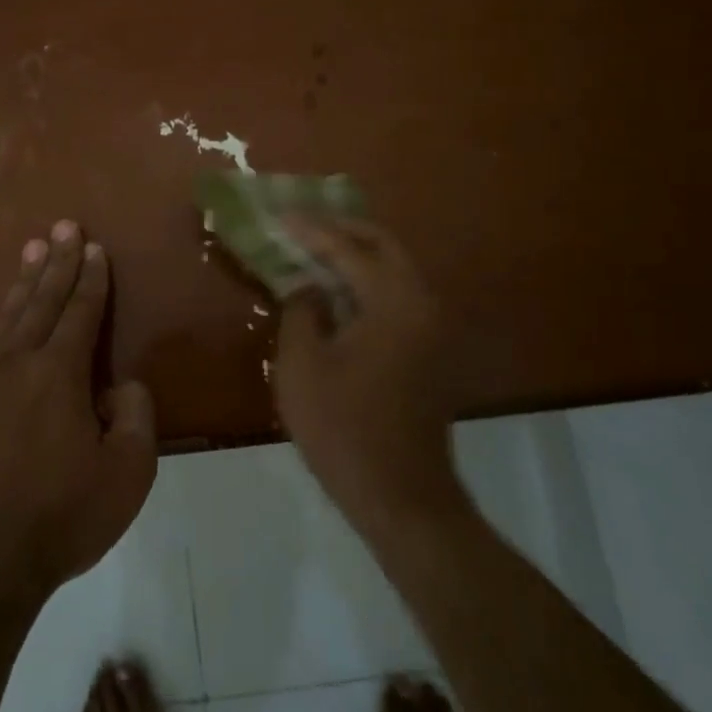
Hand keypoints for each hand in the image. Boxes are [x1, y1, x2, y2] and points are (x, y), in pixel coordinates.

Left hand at [0, 221, 156, 597]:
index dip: (90, 278)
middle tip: (62, 225)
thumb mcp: (127, 474)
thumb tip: (121, 387)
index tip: (93, 246)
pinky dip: (5, 317)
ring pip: (11, 316)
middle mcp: (20, 365)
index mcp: (59, 374)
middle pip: (42, 300)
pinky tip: (9, 315)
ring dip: (25, 280)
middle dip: (56, 261)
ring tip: (31, 247)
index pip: (80, 312)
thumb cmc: (62, 514)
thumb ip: (135, 418)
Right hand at [273, 217, 459, 526]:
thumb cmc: (343, 429)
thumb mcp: (302, 365)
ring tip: (314, 249)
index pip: (350, 250)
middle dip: (343, 230)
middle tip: (304, 223)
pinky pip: (395, 296)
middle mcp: (423, 304)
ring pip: (393, 270)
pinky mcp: (427, 350)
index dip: (311, 230)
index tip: (280, 215)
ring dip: (356, 255)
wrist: (400, 496)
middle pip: (384, 246)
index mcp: (395, 302)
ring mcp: (431, 328)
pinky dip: (366, 283)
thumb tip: (306, 286)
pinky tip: (334, 289)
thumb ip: (301, 311)